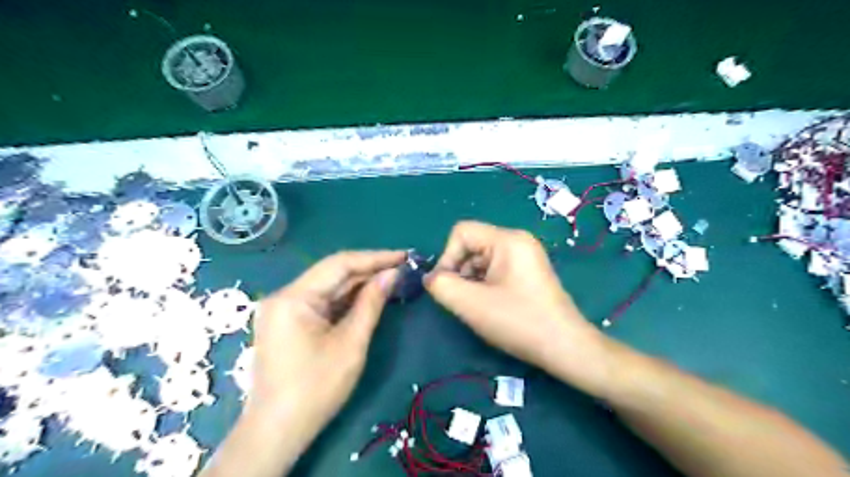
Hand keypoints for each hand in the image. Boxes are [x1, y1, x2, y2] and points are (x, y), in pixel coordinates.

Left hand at [250, 251, 403, 433]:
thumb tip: (392, 274)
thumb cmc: (316, 388)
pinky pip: (322, 301)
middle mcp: (285, 295)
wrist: (278, 431)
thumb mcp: (351, 344)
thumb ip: (371, 303)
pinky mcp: (289, 321)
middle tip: (402, 267)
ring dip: (360, 283)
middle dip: (369, 269)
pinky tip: (369, 295)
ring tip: (392, 278)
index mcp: (294, 297)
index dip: (375, 258)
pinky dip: (347, 299)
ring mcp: (284, 308)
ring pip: (329, 286)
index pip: (340, 264)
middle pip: (333, 273)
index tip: (404, 256)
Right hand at [425, 222, 611, 392]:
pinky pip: (495, 269)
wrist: (564, 347)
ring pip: (481, 259)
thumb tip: (431, 278)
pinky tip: (490, 306)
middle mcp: (518, 240)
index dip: (447, 257)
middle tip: (463, 300)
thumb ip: (441, 285)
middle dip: (460, 271)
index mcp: (508, 239)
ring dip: (471, 280)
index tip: (449, 286)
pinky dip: (484, 285)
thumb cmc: (518, 321)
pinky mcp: (527, 271)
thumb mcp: (471, 304)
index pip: (461, 232)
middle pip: (472, 245)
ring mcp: (525, 256)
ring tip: (478, 306)